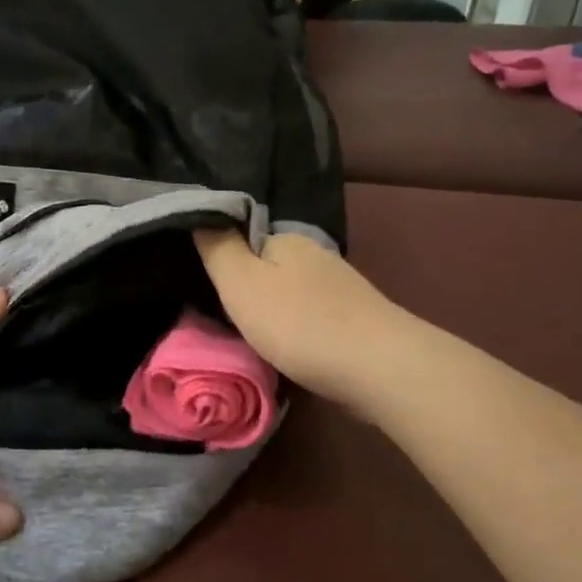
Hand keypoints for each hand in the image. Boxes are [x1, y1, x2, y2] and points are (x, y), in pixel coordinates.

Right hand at [193, 230, 406, 413]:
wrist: (380, 368)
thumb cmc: (299, 323)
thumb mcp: (240, 283)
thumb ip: (218, 247)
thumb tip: (202, 213)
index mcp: (286, 239)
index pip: (243, 239)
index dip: (225, 263)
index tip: (213, 293)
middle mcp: (316, 254)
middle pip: (269, 267)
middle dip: (251, 289)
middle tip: (232, 322)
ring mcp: (341, 287)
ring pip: (293, 293)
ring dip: (277, 312)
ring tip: (261, 341)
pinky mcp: (358, 318)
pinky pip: (314, 315)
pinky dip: (300, 329)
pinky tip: (296, 349)